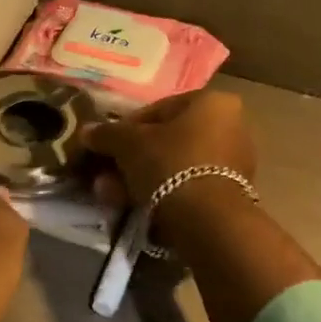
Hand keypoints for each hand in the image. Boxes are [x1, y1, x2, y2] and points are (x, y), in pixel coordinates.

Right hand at [80, 89, 256, 206]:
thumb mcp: (128, 143)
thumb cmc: (170, 163)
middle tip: (106, 175)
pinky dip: (162, 193)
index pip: (157, 109)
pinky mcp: (231, 193)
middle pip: (166, 140)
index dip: (124, 128)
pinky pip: (187, 185)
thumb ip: (107, 134)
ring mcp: (234, 162)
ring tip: (113, 195)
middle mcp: (230, 125)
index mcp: (211, 102)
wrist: (208, 219)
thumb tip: (86, 131)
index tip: (105, 146)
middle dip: (132, 158)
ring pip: (174, 165)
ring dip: (141, 178)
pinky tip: (136, 205)